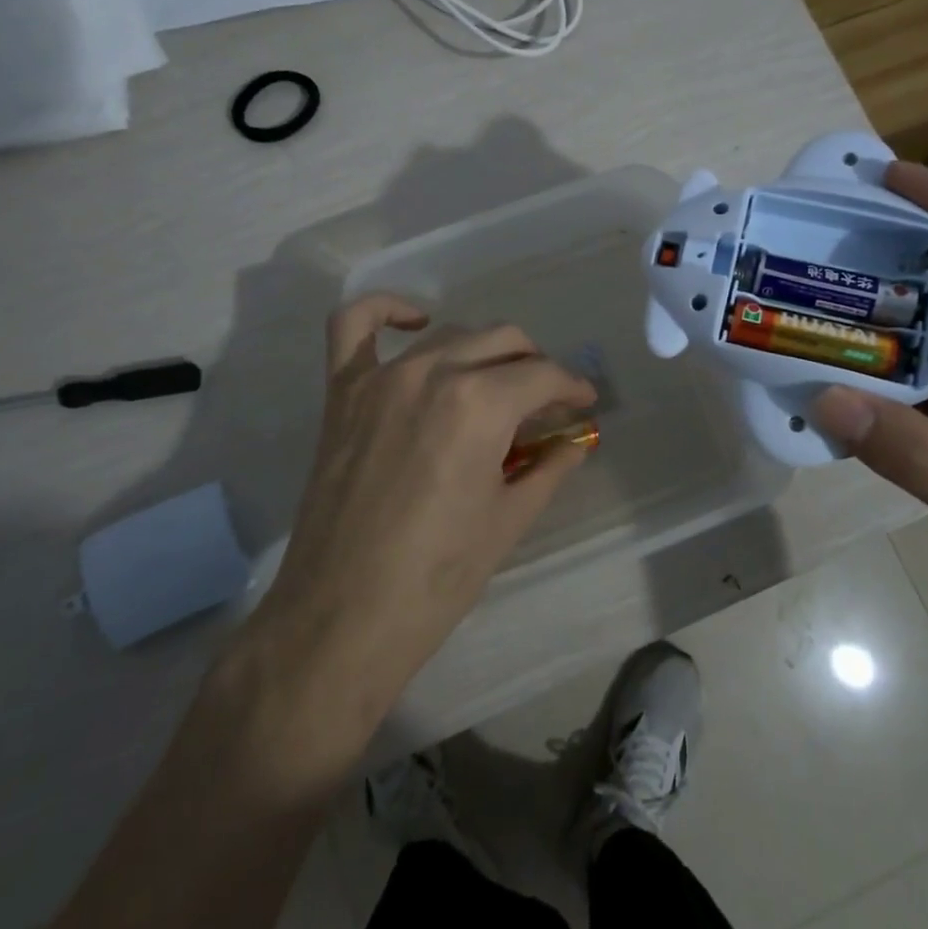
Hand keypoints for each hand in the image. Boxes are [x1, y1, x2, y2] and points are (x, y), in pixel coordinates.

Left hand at [243, 295, 596, 750]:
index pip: (543, 376)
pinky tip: (416, 322)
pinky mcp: (343, 391)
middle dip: (536, 367)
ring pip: (450, 334)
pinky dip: (387, 311)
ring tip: (497, 383)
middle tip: (547, 402)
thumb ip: (549, 466)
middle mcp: (433, 371)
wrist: (342, 617)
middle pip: (503, 342)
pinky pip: (355, 325)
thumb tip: (577, 440)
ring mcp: (381, 376)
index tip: (585, 403)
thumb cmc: (437, 577)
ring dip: (484, 351)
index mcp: (480, 404)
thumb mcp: (509, 519)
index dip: (573, 387)